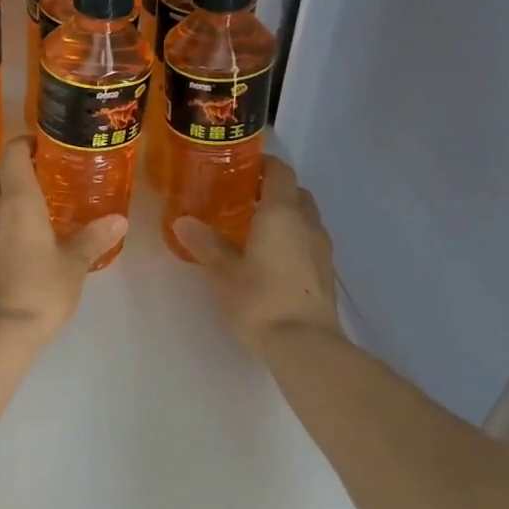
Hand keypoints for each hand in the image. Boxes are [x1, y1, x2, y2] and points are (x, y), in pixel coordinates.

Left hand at [0, 137, 124, 345]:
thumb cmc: (41, 290)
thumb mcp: (74, 264)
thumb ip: (94, 238)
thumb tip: (119, 221)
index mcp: (18, 201)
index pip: (12, 154)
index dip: (24, 143)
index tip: (43, 145)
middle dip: (13, 166)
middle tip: (42, 173)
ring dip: (6, 192)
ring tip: (36, 204)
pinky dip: (1, 216)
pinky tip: (23, 234)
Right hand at [172, 156, 342, 354]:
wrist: (305, 344)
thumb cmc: (260, 299)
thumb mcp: (224, 272)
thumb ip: (206, 243)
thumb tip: (182, 221)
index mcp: (281, 213)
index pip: (280, 172)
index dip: (263, 164)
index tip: (241, 166)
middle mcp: (307, 222)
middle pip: (296, 192)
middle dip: (274, 190)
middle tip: (243, 199)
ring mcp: (321, 248)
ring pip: (305, 217)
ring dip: (286, 215)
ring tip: (255, 229)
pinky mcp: (326, 271)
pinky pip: (309, 240)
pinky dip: (292, 238)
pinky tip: (271, 258)